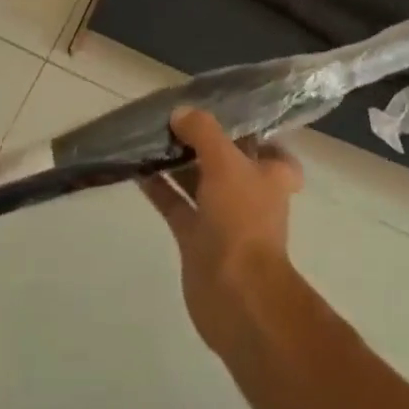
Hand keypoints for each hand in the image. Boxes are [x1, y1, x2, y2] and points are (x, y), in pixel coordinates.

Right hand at [141, 107, 303, 354]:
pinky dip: (160, 188)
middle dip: (204, 140)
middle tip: (175, 116)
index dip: (252, 132)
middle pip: (227, 159)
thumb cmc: (242, 219)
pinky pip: (176, 204)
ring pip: (198, 180)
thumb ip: (203, 131)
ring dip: (178, 161)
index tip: (226, 114)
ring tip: (151, 135)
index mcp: (271, 174)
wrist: (236, 295)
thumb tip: (180, 112)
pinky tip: (138, 168)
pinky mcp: (197, 239)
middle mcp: (249, 193)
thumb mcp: (226, 162)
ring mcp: (222, 217)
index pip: (270, 147)